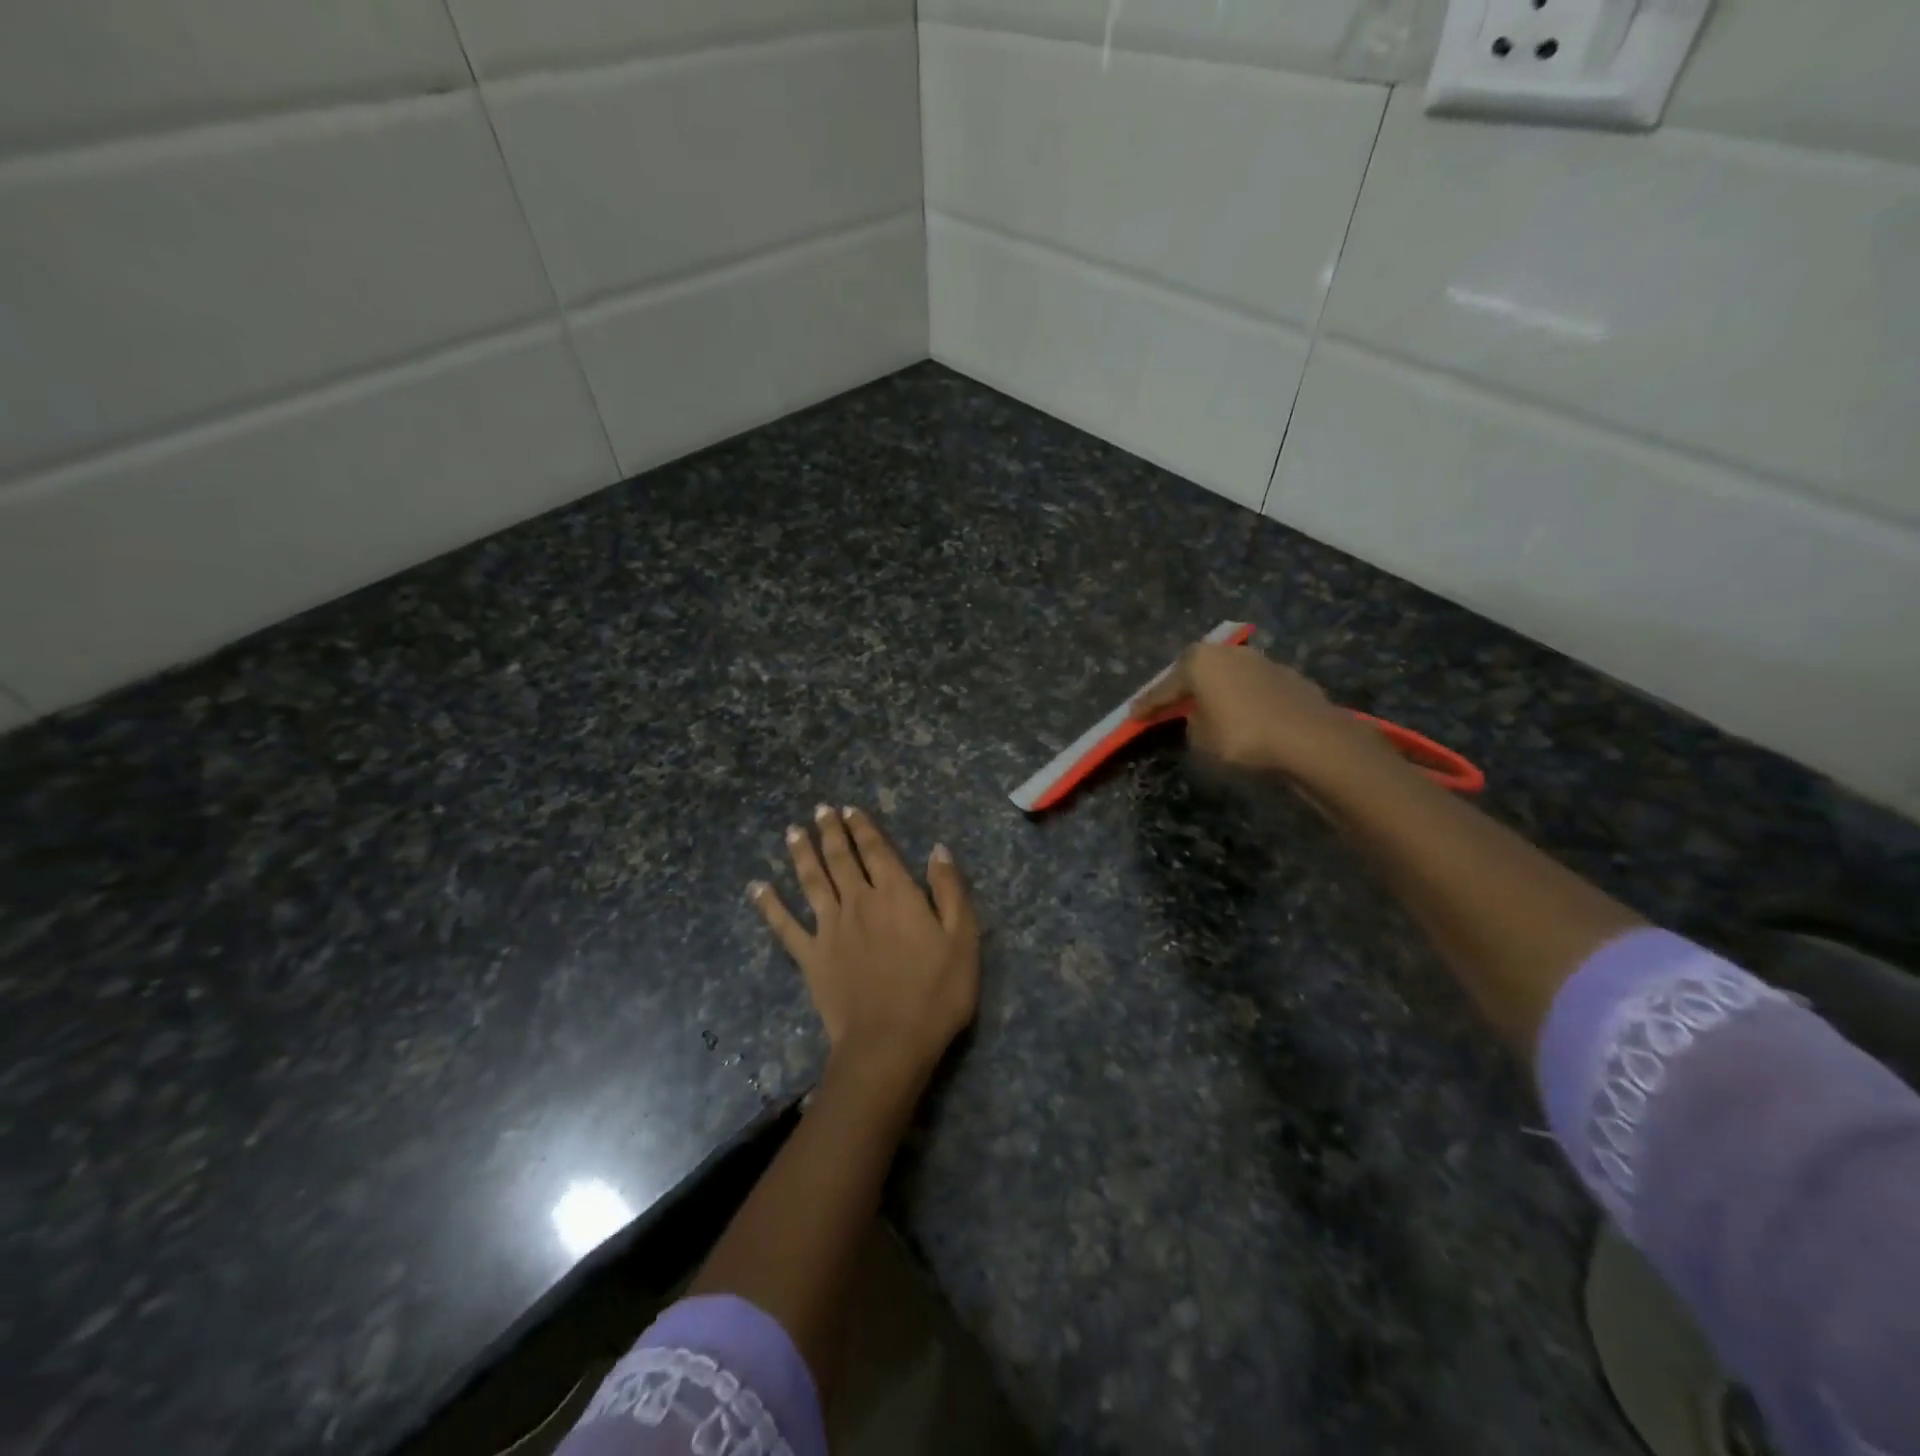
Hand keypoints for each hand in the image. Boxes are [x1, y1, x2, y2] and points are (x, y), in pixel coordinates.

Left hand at [751, 806, 979, 1100]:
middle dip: (830, 831)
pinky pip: (785, 926)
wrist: (890, 1043)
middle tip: (820, 810)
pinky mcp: (811, 957)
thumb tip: (938, 849)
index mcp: (896, 894)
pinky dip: (770, 905)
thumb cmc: (935, 992)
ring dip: (802, 854)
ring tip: (792, 832)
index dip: (863, 828)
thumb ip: (950, 890)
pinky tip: (757, 887)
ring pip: (812, 881)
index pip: (876, 850)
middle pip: (840, 858)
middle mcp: (859, 901)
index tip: (850, 809)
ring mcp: (830, 929)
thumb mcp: (963, 939)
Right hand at [1132, 639, 1388, 788]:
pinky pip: (1252, 689)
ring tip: (1207, 710)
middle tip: (1167, 706)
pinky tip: (1243, 716)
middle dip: (1182, 689)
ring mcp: (1261, 661)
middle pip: (1196, 672)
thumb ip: (1192, 723)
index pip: (1164, 687)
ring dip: (1215, 692)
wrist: (1310, 738)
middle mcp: (1228, 653)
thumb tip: (1200, 717)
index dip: (1147, 704)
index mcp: (1199, 661)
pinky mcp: (1288, 677)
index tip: (1132, 715)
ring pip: (1227, 677)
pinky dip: (1243, 700)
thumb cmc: (1242, 736)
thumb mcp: (1201, 738)